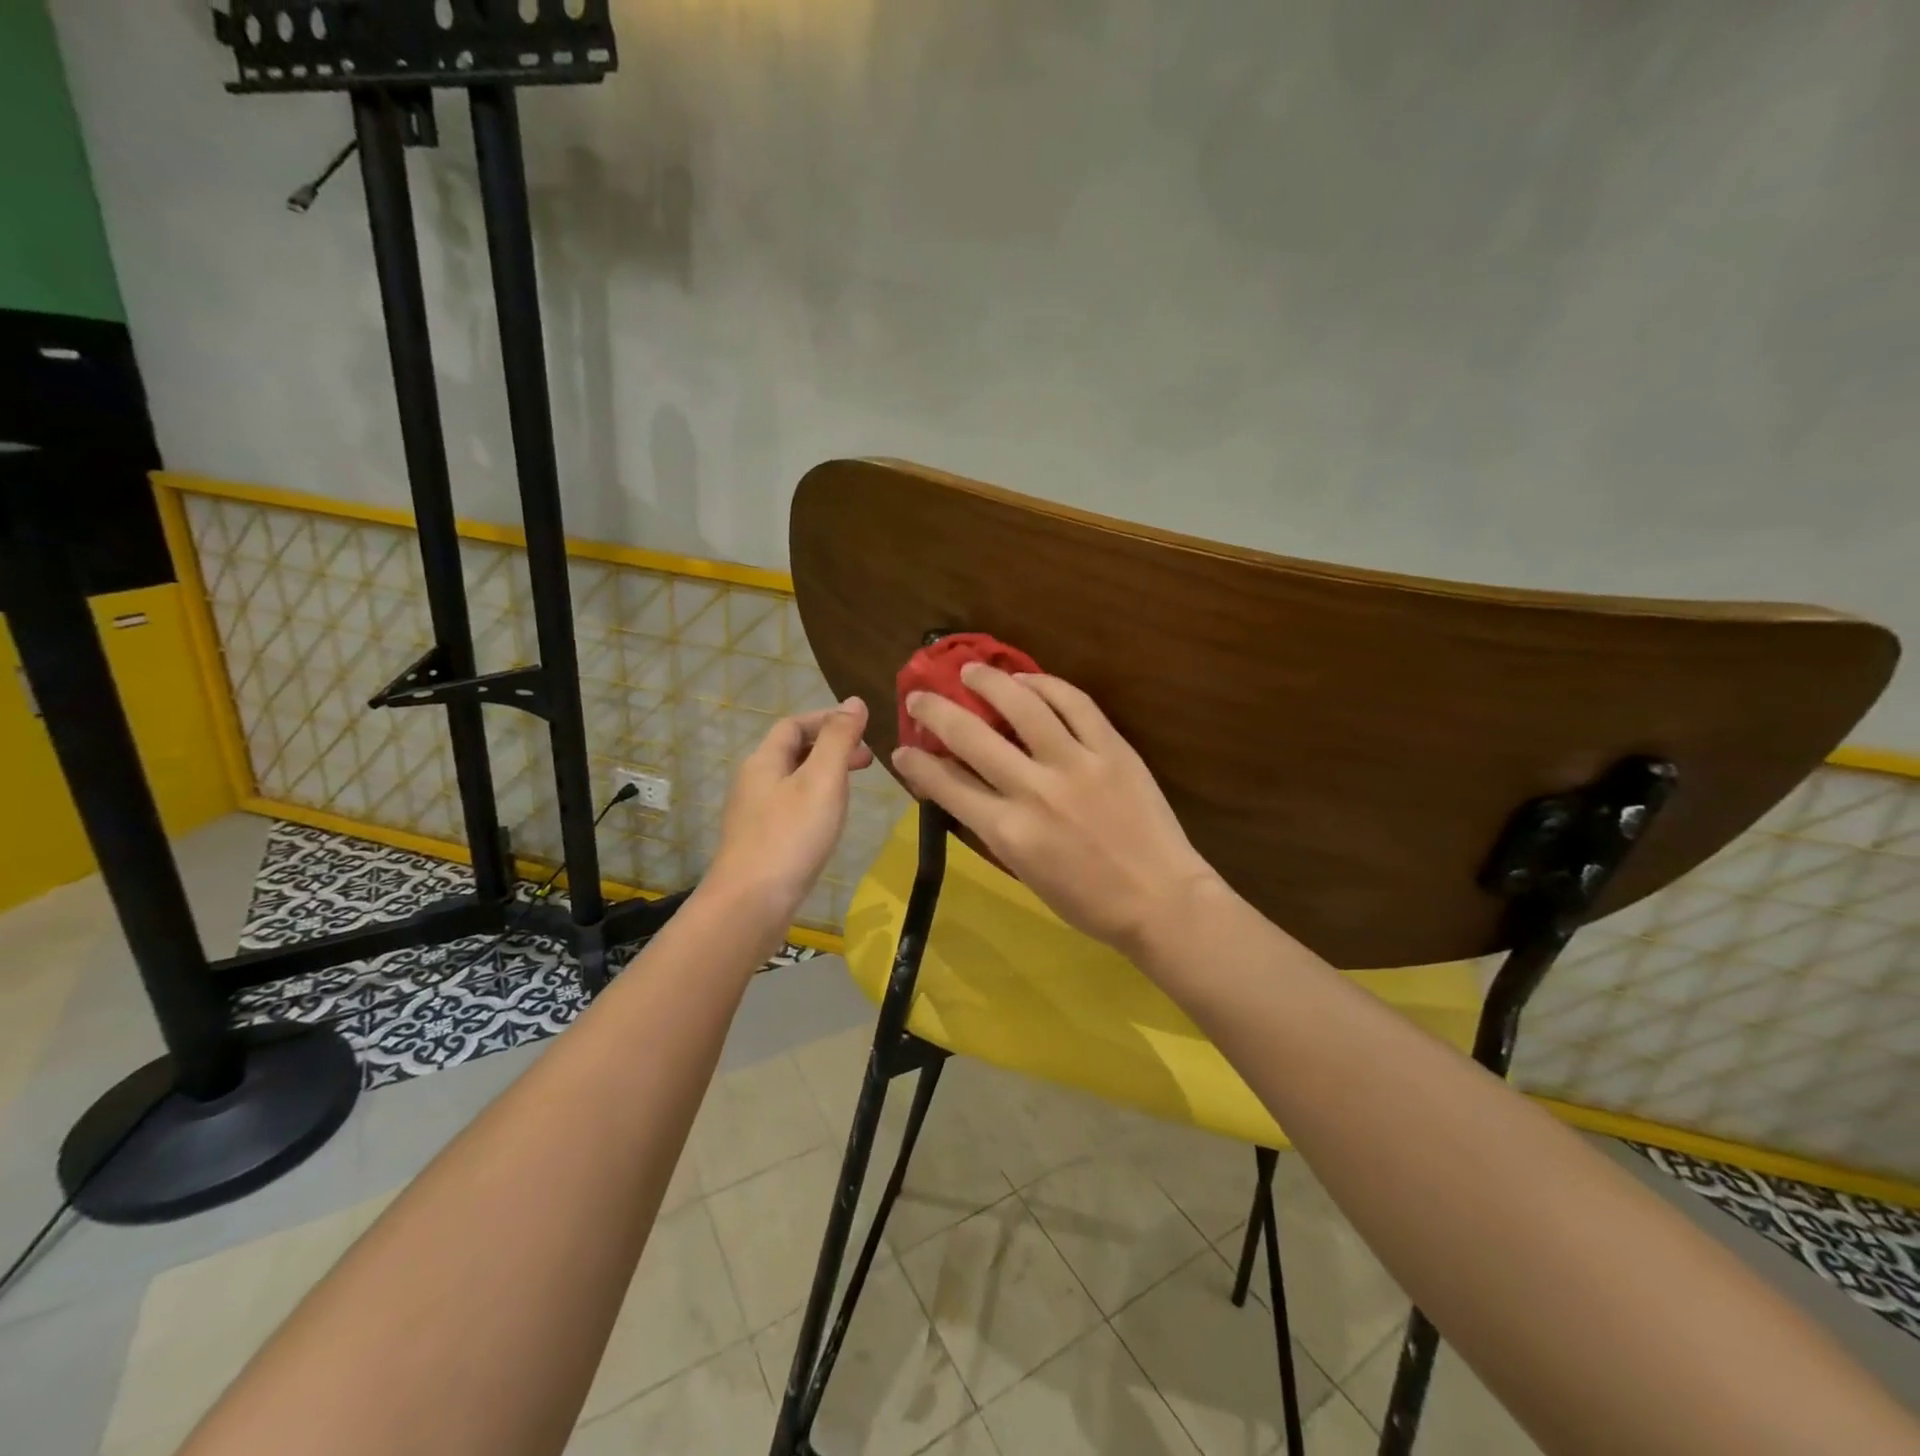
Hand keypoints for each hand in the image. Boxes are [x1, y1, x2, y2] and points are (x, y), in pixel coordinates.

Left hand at [709, 698, 872, 927]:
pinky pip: (791, 807)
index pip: (794, 724)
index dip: (827, 719)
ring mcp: (754, 814)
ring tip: (854, 787)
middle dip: (830, 747)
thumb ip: (839, 739)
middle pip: (792, 751)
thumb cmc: (791, 836)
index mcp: (764, 761)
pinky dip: (816, 800)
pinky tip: (830, 821)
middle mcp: (754, 782)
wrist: (751, 904)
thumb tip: (854, 702)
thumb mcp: (823, 780)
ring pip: (793, 780)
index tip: (862, 726)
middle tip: (867, 759)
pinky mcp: (760, 842)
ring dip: (825, 774)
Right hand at [891, 666, 1220, 957]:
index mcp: (1009, 832)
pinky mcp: (1112, 749)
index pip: (946, 784)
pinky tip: (1027, 679)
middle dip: (935, 712)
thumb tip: (960, 790)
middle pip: (971, 737)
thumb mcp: (1023, 872)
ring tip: (971, 670)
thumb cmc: (1088, 901)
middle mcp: (1035, 791)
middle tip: (920, 697)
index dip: (917, 763)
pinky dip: (1046, 684)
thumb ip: (990, 827)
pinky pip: (1075, 703)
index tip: (903, 750)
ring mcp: (1077, 764)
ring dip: (989, 682)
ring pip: (1022, 706)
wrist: (1161, 900)